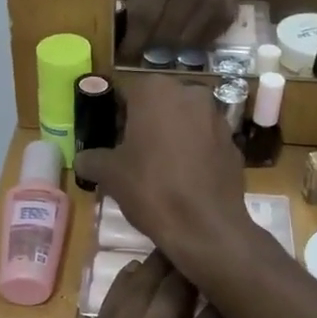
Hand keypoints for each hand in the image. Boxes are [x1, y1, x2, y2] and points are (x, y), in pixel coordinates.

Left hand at [54, 253, 229, 317]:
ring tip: (176, 252)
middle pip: (175, 281)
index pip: (218, 307)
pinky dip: (128, 287)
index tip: (242, 281)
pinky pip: (111, 304)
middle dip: (196, 266)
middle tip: (211, 253)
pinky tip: (136, 278)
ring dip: (160, 267)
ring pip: (138, 282)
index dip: (233, 293)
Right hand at [74, 78, 247, 268]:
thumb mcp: (110, 174)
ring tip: (157, 167)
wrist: (206, 227)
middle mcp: (190, 93)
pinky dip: (193, 153)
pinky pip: (204, 141)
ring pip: (184, 120)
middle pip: (157, 103)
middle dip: (144, 123)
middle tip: (129, 153)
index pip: (125, 93)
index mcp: (156, 91)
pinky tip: (183, 179)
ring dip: (170, 135)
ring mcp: (217, 117)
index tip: (108, 138)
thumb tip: (83, 159)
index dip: (113, 115)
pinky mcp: (233, 143)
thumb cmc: (152, 189)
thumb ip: (92, 159)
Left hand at [120, 0, 248, 60]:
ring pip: (183, 42)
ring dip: (169, 47)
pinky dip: (188, 44)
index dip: (132, 38)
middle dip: (149, 44)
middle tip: (141, 45)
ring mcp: (214, 1)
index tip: (124, 50)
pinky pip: (201, 43)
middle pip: (163, 32)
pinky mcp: (228, 16)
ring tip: (161, 39)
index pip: (145, 13)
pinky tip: (183, 32)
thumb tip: (119, 20)